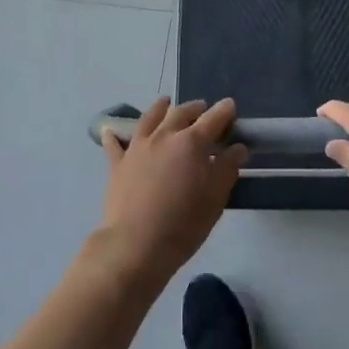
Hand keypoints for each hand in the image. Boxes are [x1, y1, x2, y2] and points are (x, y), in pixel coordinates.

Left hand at [96, 98, 245, 285]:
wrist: (135, 245)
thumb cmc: (183, 224)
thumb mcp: (215, 199)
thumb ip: (227, 169)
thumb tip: (237, 148)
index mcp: (191, 143)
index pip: (213, 119)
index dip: (224, 111)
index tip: (230, 106)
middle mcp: (164, 136)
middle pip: (181, 113)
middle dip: (195, 108)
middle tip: (202, 110)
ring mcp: (137, 147)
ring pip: (149, 118)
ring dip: (160, 108)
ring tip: (165, 103)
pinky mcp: (117, 164)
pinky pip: (114, 143)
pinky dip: (115, 135)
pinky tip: (111, 130)